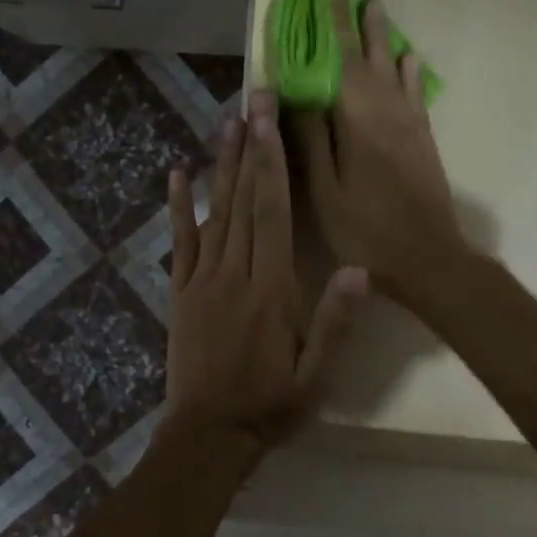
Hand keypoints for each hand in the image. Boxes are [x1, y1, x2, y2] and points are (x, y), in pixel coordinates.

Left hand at [165, 90, 367, 453]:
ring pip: (213, 213)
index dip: (272, 163)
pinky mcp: (181, 292)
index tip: (270, 120)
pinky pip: (179, 242)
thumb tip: (360, 269)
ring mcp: (202, 281)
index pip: (273, 213)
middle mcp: (235, 274)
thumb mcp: (316, 375)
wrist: (209, 436)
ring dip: (219, 165)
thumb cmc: (270, 405)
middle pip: (243, 201)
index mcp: (272, 289)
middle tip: (252, 99)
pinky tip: (176, 174)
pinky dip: (177, 207)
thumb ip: (336, 322)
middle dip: (249, 147)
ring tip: (225, 123)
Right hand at [295, 0, 463, 302]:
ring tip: (378, 13)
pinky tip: (408, 60)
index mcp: (358, 120)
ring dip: (385, 40)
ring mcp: (411, 124)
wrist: (428, 257)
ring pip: (396, 70)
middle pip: (373, 58)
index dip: (333, 28)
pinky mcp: (424, 139)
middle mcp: (388, 111)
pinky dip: (409, 72)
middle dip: (362, 25)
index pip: (342, 61)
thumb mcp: (325, 191)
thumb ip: (310, 140)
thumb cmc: (366, 229)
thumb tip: (294, 95)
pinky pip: (415, 93)